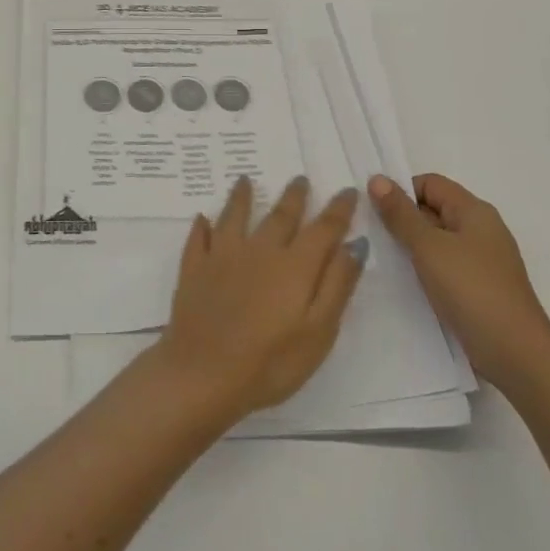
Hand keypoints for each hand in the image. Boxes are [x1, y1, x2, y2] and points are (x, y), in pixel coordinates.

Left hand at [150, 176, 366, 425]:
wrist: (204, 372)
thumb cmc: (271, 362)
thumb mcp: (319, 331)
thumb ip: (337, 284)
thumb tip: (355, 244)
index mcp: (295, 266)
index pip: (322, 229)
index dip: (337, 210)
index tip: (347, 191)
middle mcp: (259, 250)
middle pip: (280, 216)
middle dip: (294, 196)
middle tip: (300, 178)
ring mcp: (222, 256)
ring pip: (235, 217)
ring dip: (243, 197)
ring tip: (246, 180)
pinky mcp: (194, 268)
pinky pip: (199, 238)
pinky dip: (202, 226)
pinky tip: (202, 218)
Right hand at [367, 173, 549, 389]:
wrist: (516, 354)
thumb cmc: (471, 290)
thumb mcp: (428, 247)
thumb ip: (400, 213)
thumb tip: (377, 179)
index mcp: (474, 211)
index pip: (430, 183)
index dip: (401, 192)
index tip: (375, 213)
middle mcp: (482, 229)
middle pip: (434, 209)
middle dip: (403, 218)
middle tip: (373, 236)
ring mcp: (483, 259)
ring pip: (438, 239)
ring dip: (412, 245)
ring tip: (385, 259)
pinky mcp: (480, 286)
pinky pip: (446, 264)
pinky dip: (426, 267)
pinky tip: (408, 282)